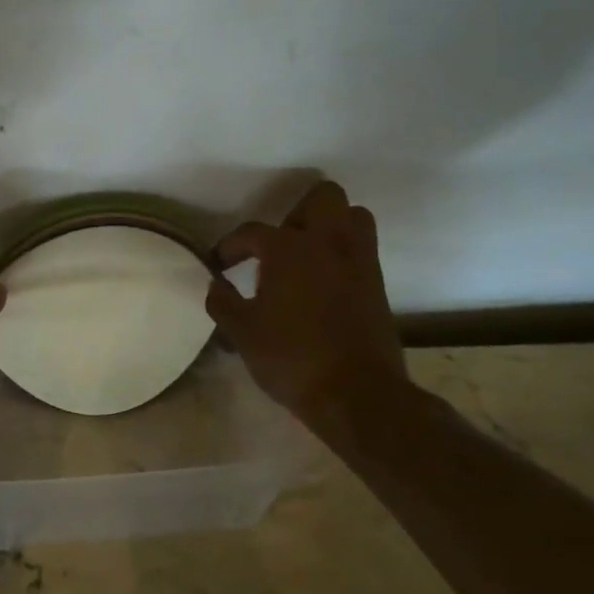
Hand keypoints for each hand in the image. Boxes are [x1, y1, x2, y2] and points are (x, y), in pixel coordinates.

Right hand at [206, 181, 408, 424]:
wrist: (359, 395)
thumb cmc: (293, 358)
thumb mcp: (243, 333)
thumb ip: (223, 303)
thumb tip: (215, 286)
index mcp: (288, 248)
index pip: (252, 232)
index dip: (231, 246)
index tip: (220, 264)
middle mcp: (327, 243)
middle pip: (323, 197)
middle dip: (297, 213)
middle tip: (278, 246)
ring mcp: (359, 261)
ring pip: (353, 217)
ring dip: (330, 227)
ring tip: (306, 257)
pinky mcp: (378, 285)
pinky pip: (362, 250)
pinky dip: (343, 255)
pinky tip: (324, 284)